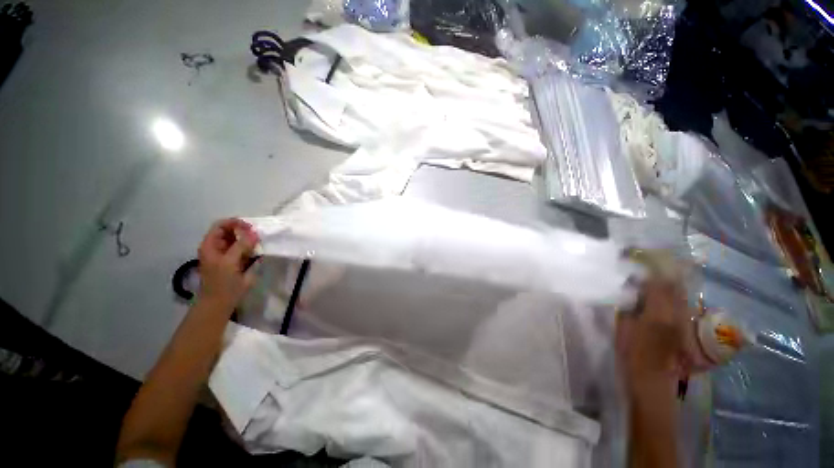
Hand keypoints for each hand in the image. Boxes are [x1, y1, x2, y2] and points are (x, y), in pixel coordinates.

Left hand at [196, 218, 258, 311]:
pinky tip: (258, 252)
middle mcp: (217, 247)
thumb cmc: (222, 283)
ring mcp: (226, 254)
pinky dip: (251, 248)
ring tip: (259, 243)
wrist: (219, 303)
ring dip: (249, 240)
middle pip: (230, 231)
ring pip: (238, 240)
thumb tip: (253, 232)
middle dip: (244, 231)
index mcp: (211, 245)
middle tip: (258, 236)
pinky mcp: (235, 262)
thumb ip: (241, 246)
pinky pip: (243, 250)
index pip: (221, 225)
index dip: (235, 223)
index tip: (251, 228)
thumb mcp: (230, 262)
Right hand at [616, 280, 690, 397]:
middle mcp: (676, 315)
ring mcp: (683, 323)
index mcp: (658, 312)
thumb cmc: (631, 352)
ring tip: (656, 284)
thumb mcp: (623, 327)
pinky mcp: (685, 330)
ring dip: (670, 288)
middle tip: (649, 273)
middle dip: (663, 277)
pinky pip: (681, 308)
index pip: (657, 284)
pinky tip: (664, 302)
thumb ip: (628, 307)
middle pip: (674, 288)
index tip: (638, 270)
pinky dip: (673, 300)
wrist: (651, 378)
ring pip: (681, 297)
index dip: (648, 274)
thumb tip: (631, 294)